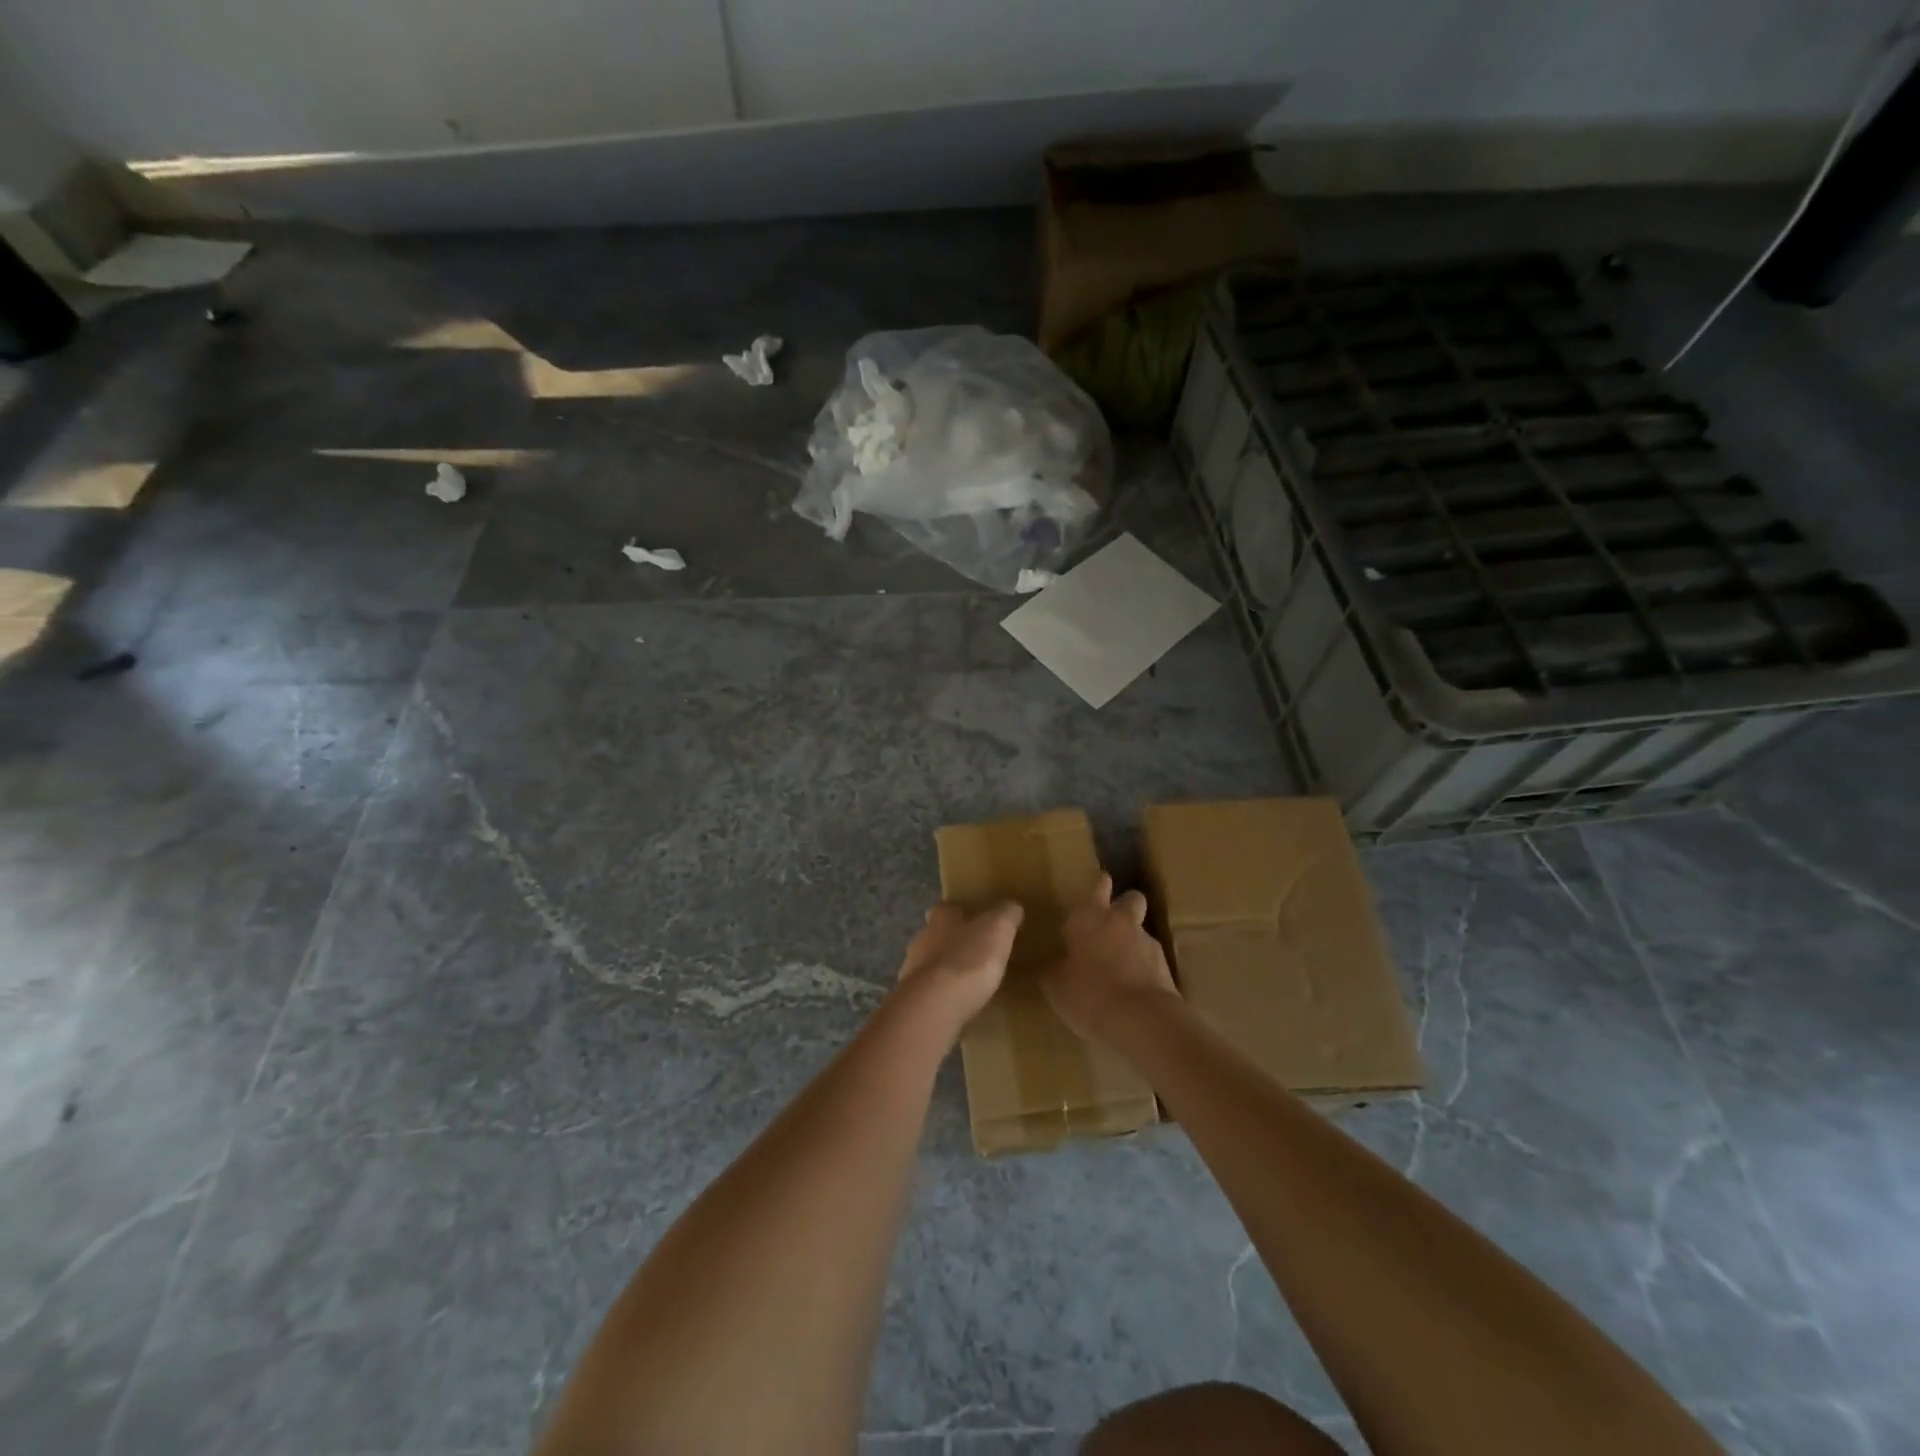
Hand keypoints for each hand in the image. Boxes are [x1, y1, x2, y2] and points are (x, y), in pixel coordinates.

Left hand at [895, 901, 1024, 1034]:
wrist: (934, 1006)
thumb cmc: (968, 959)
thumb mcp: (998, 929)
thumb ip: (1006, 915)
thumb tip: (1012, 907)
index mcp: (940, 919)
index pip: (947, 908)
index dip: (962, 912)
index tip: (978, 921)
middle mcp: (922, 940)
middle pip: (937, 935)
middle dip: (955, 942)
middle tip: (979, 953)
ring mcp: (913, 971)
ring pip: (932, 964)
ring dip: (949, 970)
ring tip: (972, 982)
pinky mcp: (915, 999)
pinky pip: (931, 992)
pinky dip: (944, 995)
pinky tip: (961, 1004)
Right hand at [1041, 874, 1179, 1043]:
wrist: (1141, 1020)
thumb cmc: (1088, 992)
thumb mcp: (1056, 985)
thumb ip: (1052, 968)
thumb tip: (1047, 965)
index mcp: (1090, 916)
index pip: (1097, 886)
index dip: (1098, 884)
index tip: (1099, 882)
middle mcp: (1121, 922)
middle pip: (1131, 899)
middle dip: (1124, 905)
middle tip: (1111, 921)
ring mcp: (1148, 944)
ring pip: (1141, 932)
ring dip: (1132, 942)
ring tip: (1118, 966)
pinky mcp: (1167, 969)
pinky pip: (1151, 962)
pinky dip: (1143, 969)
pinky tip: (1131, 989)